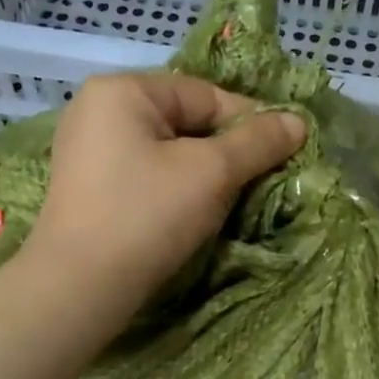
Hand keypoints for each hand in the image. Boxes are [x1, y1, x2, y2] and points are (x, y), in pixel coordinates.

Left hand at [29, 72, 304, 325]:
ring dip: (202, 176)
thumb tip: (298, 121)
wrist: (80, 287)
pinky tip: (188, 217)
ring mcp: (86, 152)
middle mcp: (97, 110)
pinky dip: (173, 191)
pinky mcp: (87, 189)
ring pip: (165, 153)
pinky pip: (144, 177)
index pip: (205, 95)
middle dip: (224, 153)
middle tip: (255, 184)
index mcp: (122, 90)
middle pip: (184, 122)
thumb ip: (257, 142)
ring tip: (225, 204)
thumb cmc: (147, 216)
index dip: (249, 123)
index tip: (282, 154)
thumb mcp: (212, 173)